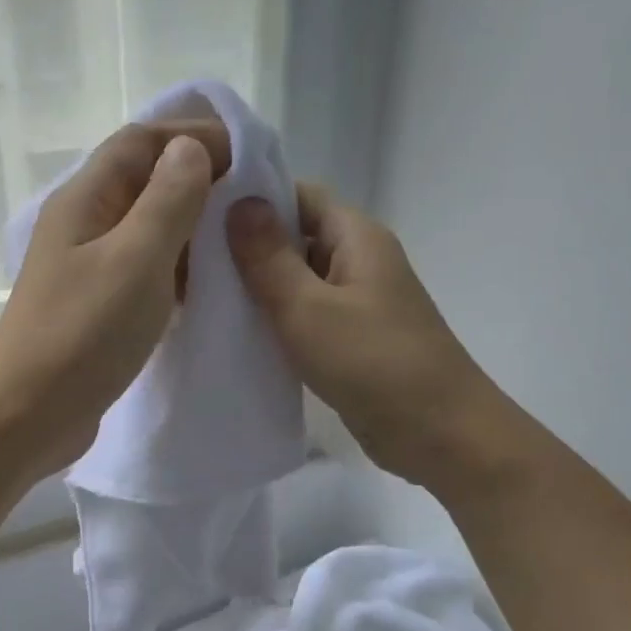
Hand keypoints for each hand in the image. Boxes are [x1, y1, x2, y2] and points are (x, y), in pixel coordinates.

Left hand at [0, 118, 228, 479]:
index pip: (141, 142)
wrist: (28, 416)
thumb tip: (191, 148)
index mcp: (84, 200)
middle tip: (251, 200)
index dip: (193, 136)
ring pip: (145, 228)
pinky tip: (205, 287)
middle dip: (197, 180)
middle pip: (142, 181)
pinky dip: (175, 268)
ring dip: (189, 227)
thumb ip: (168, 200)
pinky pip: (142, 270)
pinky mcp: (94, 306)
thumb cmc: (83, 334)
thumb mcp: (136, 259)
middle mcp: (82, 224)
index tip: (248, 156)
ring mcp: (85, 268)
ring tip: (236, 241)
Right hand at [227, 183, 504, 488]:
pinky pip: (307, 317)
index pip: (299, 196)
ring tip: (201, 297)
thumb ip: (269, 257)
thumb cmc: (374, 363)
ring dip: (258, 288)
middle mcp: (360, 261)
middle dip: (247, 246)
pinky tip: (237, 335)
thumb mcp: (308, 308)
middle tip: (189, 261)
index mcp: (357, 237)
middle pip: (296, 237)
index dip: (252, 198)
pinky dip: (276, 321)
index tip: (201, 214)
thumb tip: (239, 201)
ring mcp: (358, 303)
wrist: (440, 435)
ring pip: (299, 281)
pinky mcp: (352, 341)